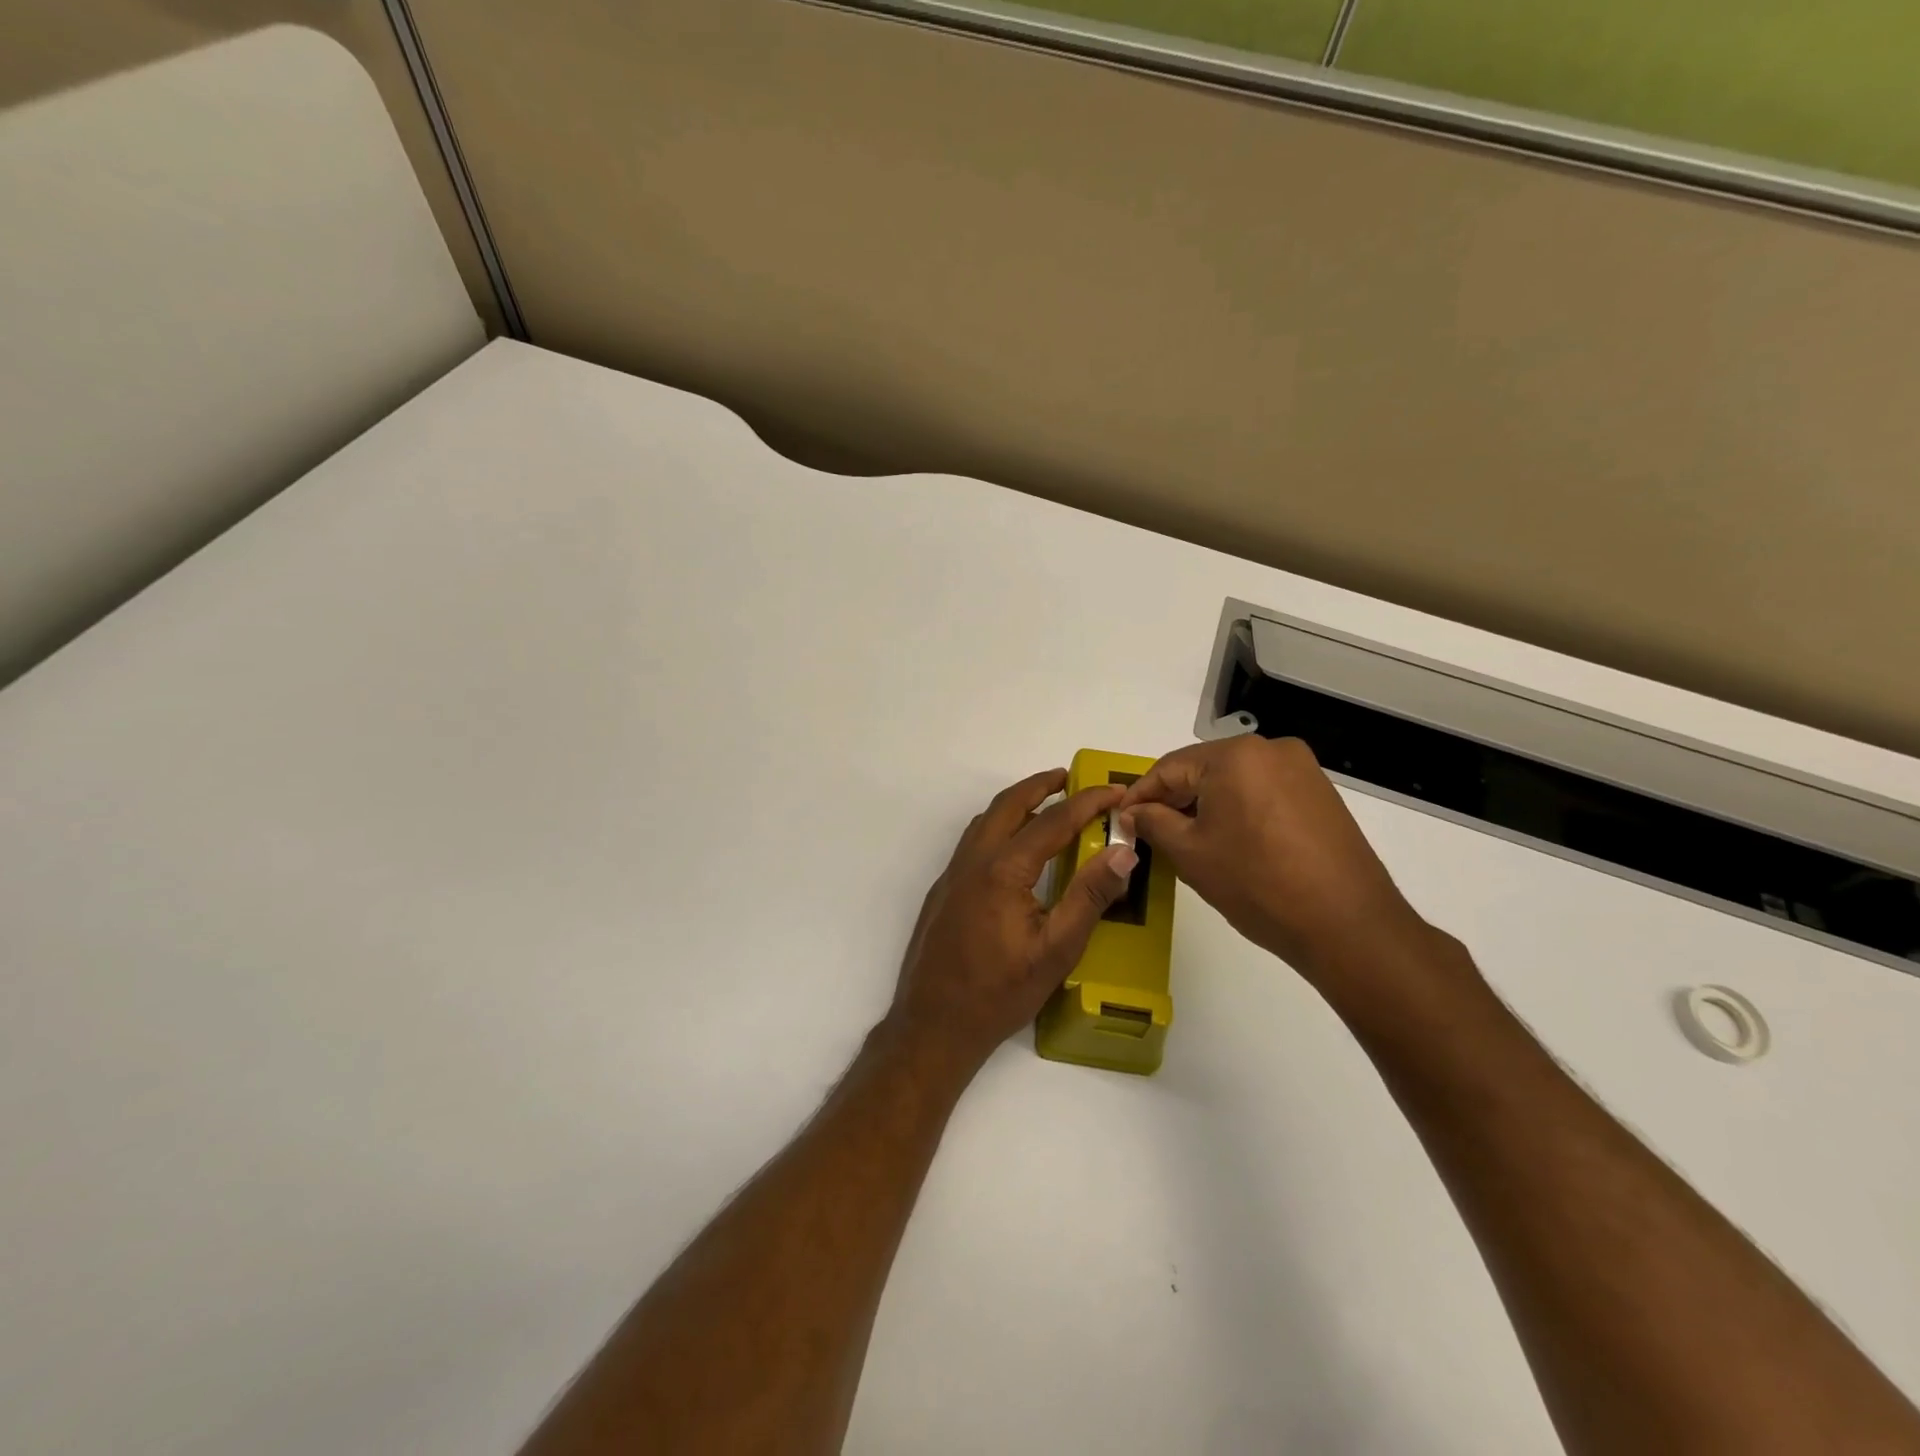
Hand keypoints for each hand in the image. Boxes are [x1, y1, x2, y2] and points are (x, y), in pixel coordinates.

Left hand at [887, 769, 1138, 1079]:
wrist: (933, 1025)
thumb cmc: (999, 992)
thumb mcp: (1056, 950)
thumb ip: (1090, 896)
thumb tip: (1124, 852)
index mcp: (1003, 870)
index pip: (1052, 821)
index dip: (1087, 802)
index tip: (1116, 791)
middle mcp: (973, 861)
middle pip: (1008, 805)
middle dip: (1041, 785)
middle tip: (1070, 777)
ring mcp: (952, 875)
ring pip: (985, 821)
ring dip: (1016, 804)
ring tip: (1046, 806)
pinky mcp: (943, 892)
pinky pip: (973, 842)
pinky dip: (998, 827)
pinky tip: (1014, 850)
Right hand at [1116, 736, 1439, 996]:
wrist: (1347, 925)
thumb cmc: (1257, 884)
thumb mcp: (1190, 853)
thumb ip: (1153, 823)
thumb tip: (1133, 812)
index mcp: (1235, 756)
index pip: (1169, 768)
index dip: (1140, 795)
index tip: (1121, 821)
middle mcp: (1271, 750)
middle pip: (1204, 770)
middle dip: (1174, 800)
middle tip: (1149, 832)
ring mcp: (1302, 770)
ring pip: (1235, 781)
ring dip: (1206, 805)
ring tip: (1187, 840)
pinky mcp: (1320, 794)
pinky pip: (1263, 792)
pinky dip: (1239, 810)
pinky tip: (1230, 842)